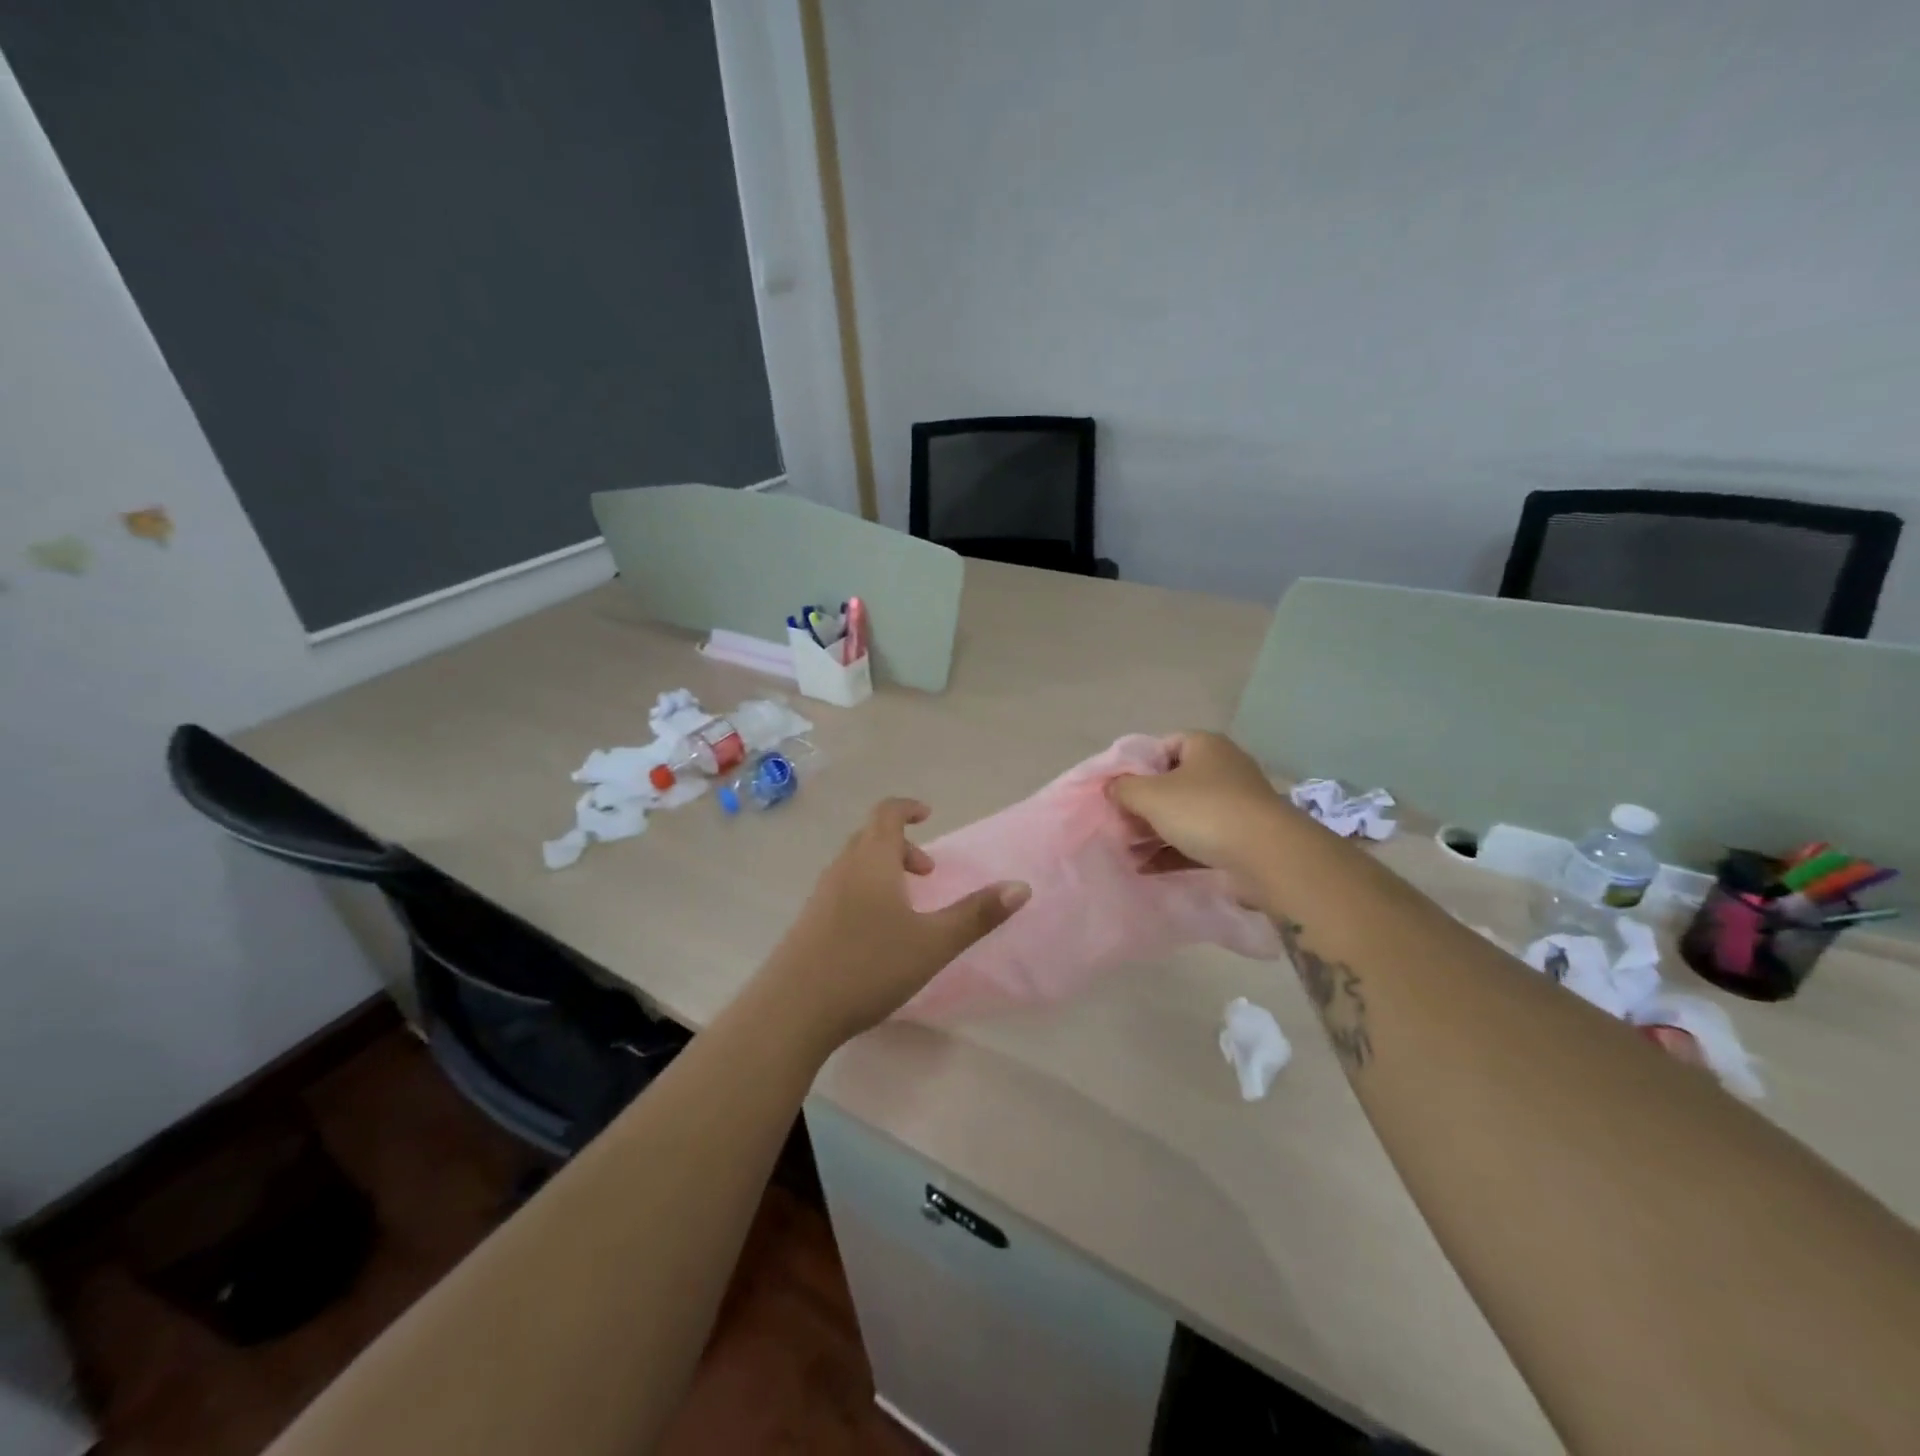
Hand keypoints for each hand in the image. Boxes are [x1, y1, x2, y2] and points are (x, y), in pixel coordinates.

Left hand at [760, 798, 1029, 1047]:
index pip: (887, 813)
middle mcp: (842, 868)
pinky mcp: (808, 922)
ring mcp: (820, 895)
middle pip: (870, 837)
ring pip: (854, 864)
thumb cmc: (868, 966)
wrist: (792, 1009)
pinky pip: (842, 888)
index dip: (908, 808)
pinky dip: (865, 891)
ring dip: (883, 870)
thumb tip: (1021, 887)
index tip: (929, 815)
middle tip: (927, 873)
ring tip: (906, 906)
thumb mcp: (934, 943)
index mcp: (871, 861)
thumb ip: (977, 915)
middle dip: (902, 845)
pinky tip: (875, 933)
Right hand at [1106, 732, 1291, 888]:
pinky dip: (1172, 852)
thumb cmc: (1204, 811)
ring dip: (1153, 832)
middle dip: (1142, 805)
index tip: (1116, 789)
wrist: (1267, 856)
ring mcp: (1234, 805)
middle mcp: (1222, 769)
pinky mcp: (1239, 839)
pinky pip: (1197, 841)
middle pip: (1171, 783)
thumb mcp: (1150, 794)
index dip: (1136, 766)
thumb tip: (1111, 787)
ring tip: (1126, 850)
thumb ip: (1123, 788)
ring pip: (1184, 815)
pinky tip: (1145, 868)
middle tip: (1118, 823)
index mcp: (1205, 746)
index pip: (1162, 746)